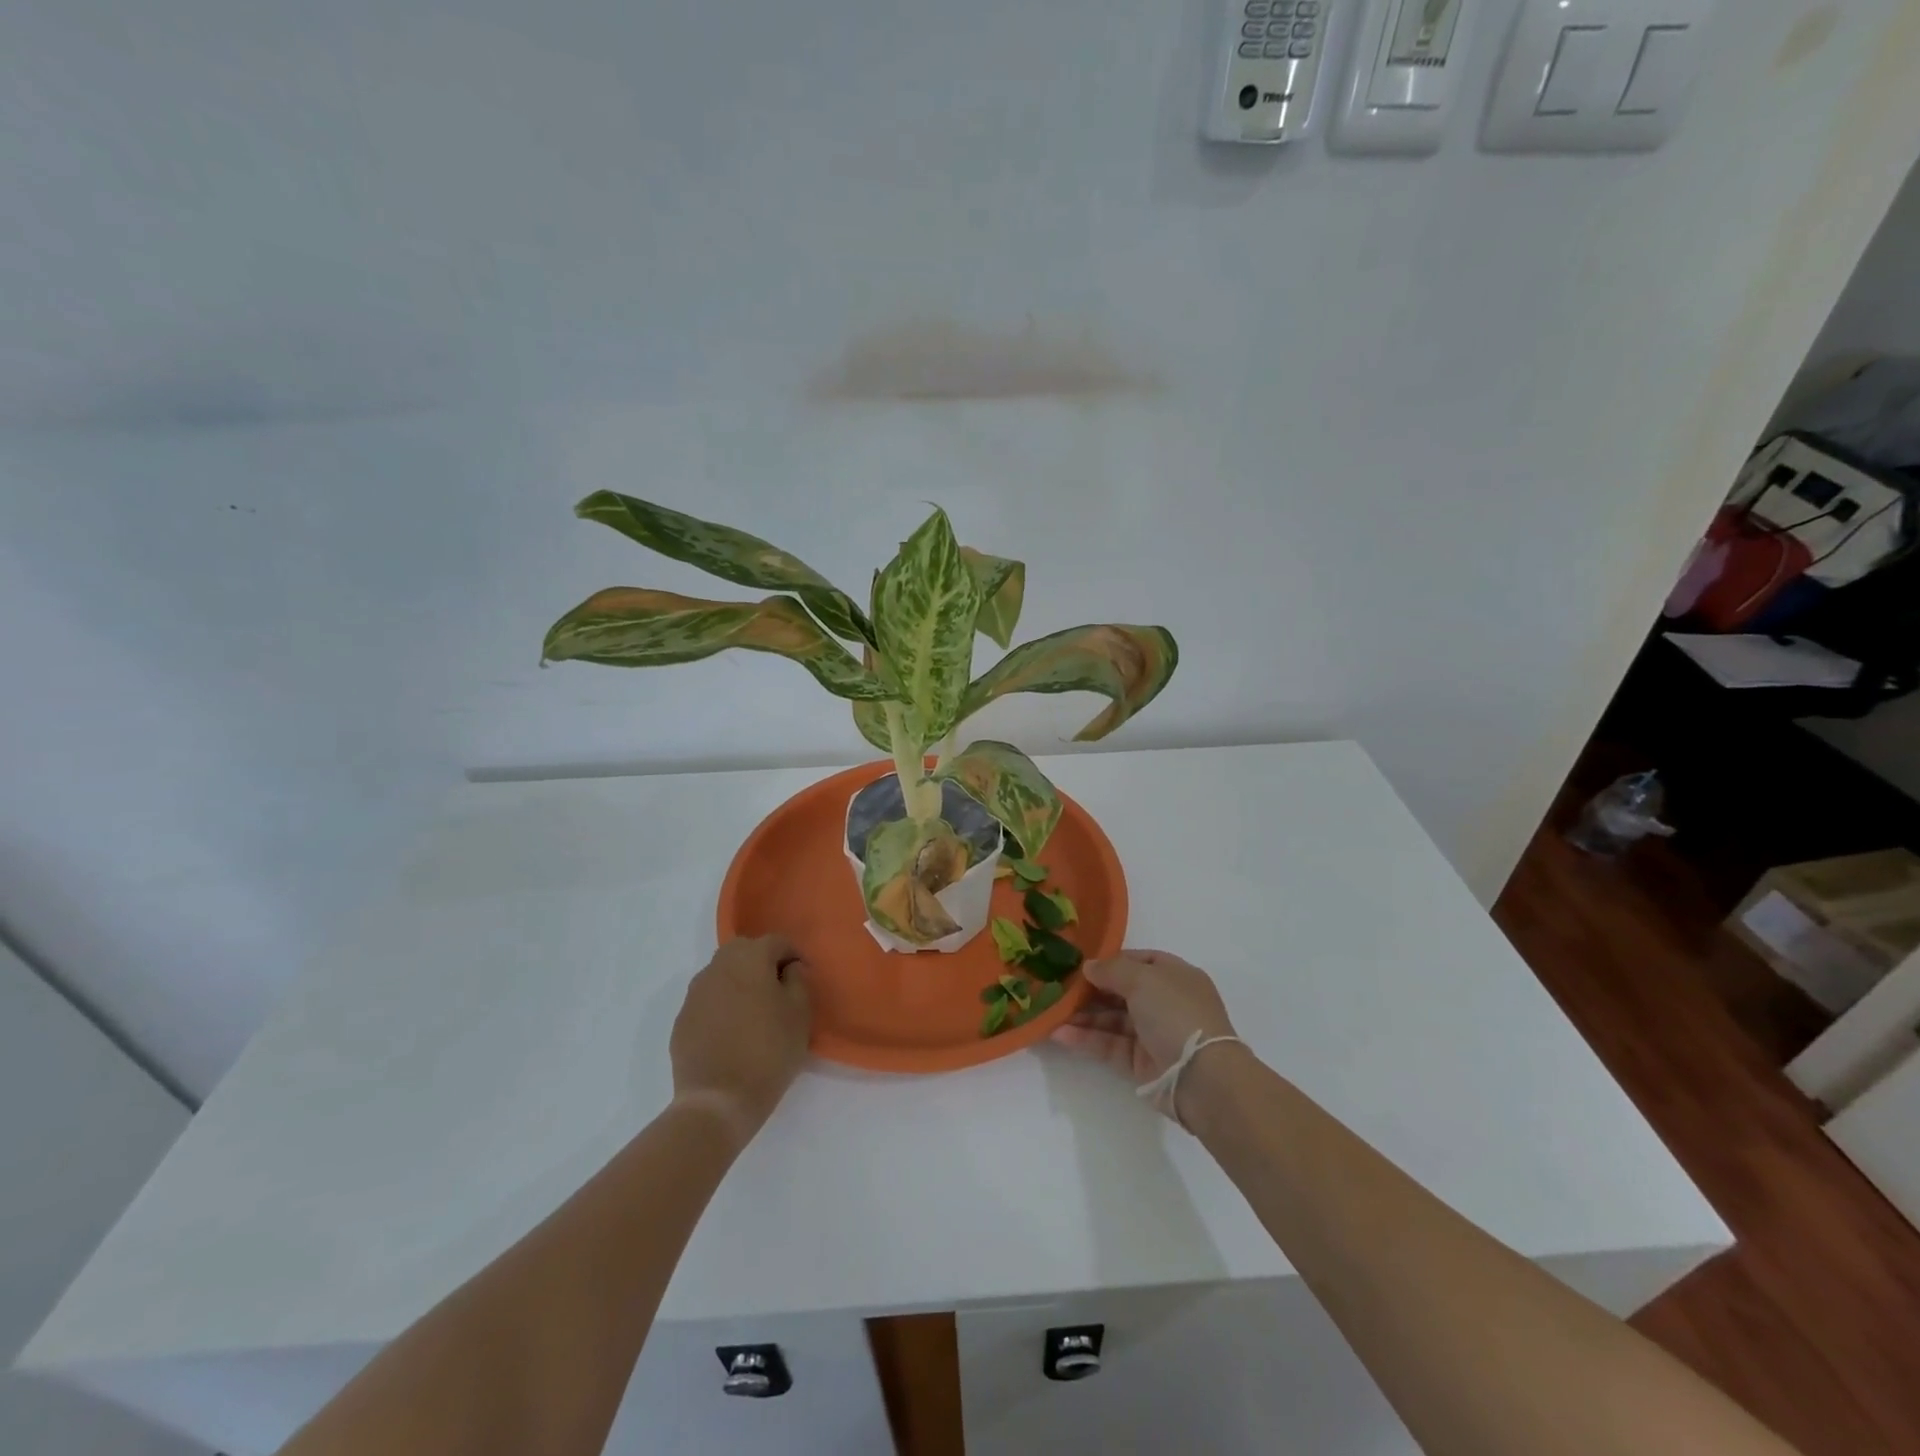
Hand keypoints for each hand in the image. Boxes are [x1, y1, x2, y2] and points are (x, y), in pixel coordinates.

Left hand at [669, 935, 811, 1149]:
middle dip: (762, 961)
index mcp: (749, 958)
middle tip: (778, 989)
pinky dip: (722, 1004)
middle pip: (744, 950)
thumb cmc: (768, 1052)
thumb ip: (798, 980)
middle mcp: (718, 966)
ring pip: (722, 973)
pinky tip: (732, 1031)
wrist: (717, 1101)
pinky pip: (708, 999)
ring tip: (754, 1011)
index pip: (776, 941)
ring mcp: (695, 993)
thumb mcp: (800, 1014)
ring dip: (739, 981)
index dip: (794, 955)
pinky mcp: (682, 1019)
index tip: (803, 977)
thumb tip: (789, 968)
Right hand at [1051, 949, 1238, 1118]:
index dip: (1111, 961)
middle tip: (1058, 987)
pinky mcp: (1141, 1062)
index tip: (1081, 963)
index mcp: (1174, 976)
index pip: (1139, 961)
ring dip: (1083, 1015)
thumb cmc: (1176, 1014)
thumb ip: (1112, 969)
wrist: (1202, 1078)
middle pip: (1121, 991)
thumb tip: (1089, 967)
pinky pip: (1109, 1045)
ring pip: (1112, 1019)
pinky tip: (1059, 1034)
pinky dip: (1086, 1039)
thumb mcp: (1144, 978)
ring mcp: (1153, 1033)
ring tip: (1051, 1012)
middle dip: (1091, 989)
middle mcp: (1164, 1002)